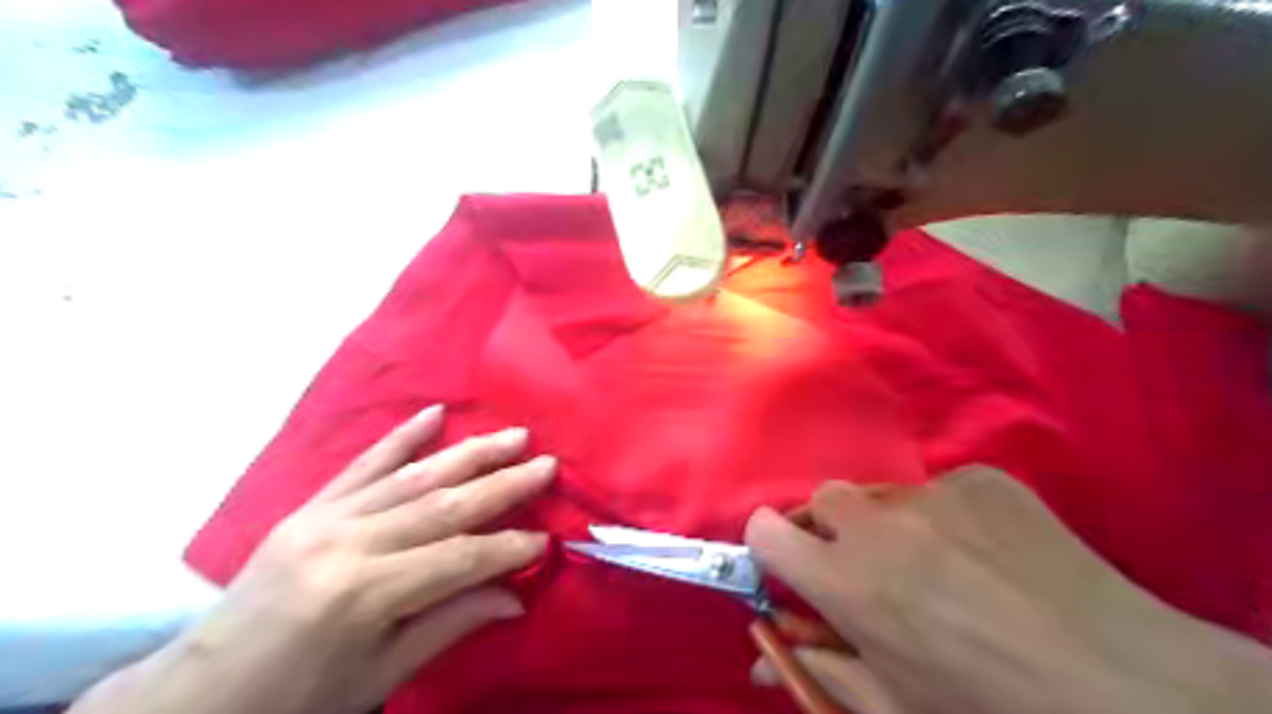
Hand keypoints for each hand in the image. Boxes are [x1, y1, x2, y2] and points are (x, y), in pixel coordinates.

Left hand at [70, 406, 554, 713]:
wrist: (198, 692)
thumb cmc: (296, 696)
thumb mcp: (378, 677)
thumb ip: (449, 626)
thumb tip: (515, 598)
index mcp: (365, 594)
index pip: (459, 559)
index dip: (509, 548)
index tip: (548, 538)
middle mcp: (349, 543)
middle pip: (444, 505)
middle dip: (504, 484)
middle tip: (547, 464)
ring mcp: (327, 517)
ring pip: (414, 476)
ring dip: (470, 453)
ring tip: (513, 436)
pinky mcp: (311, 506)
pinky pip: (364, 463)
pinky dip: (402, 436)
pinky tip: (434, 413)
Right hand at [747, 466, 1270, 709]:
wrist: (1130, 687)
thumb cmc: (994, 712)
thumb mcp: (895, 707)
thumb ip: (817, 671)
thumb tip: (758, 656)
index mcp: (847, 582)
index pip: (765, 530)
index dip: (772, 549)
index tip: (796, 570)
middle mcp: (878, 524)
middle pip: (824, 500)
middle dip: (835, 533)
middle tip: (874, 573)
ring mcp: (933, 493)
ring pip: (884, 495)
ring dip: (892, 525)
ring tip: (944, 567)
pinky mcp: (981, 478)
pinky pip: (941, 490)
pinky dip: (948, 518)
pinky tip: (991, 555)